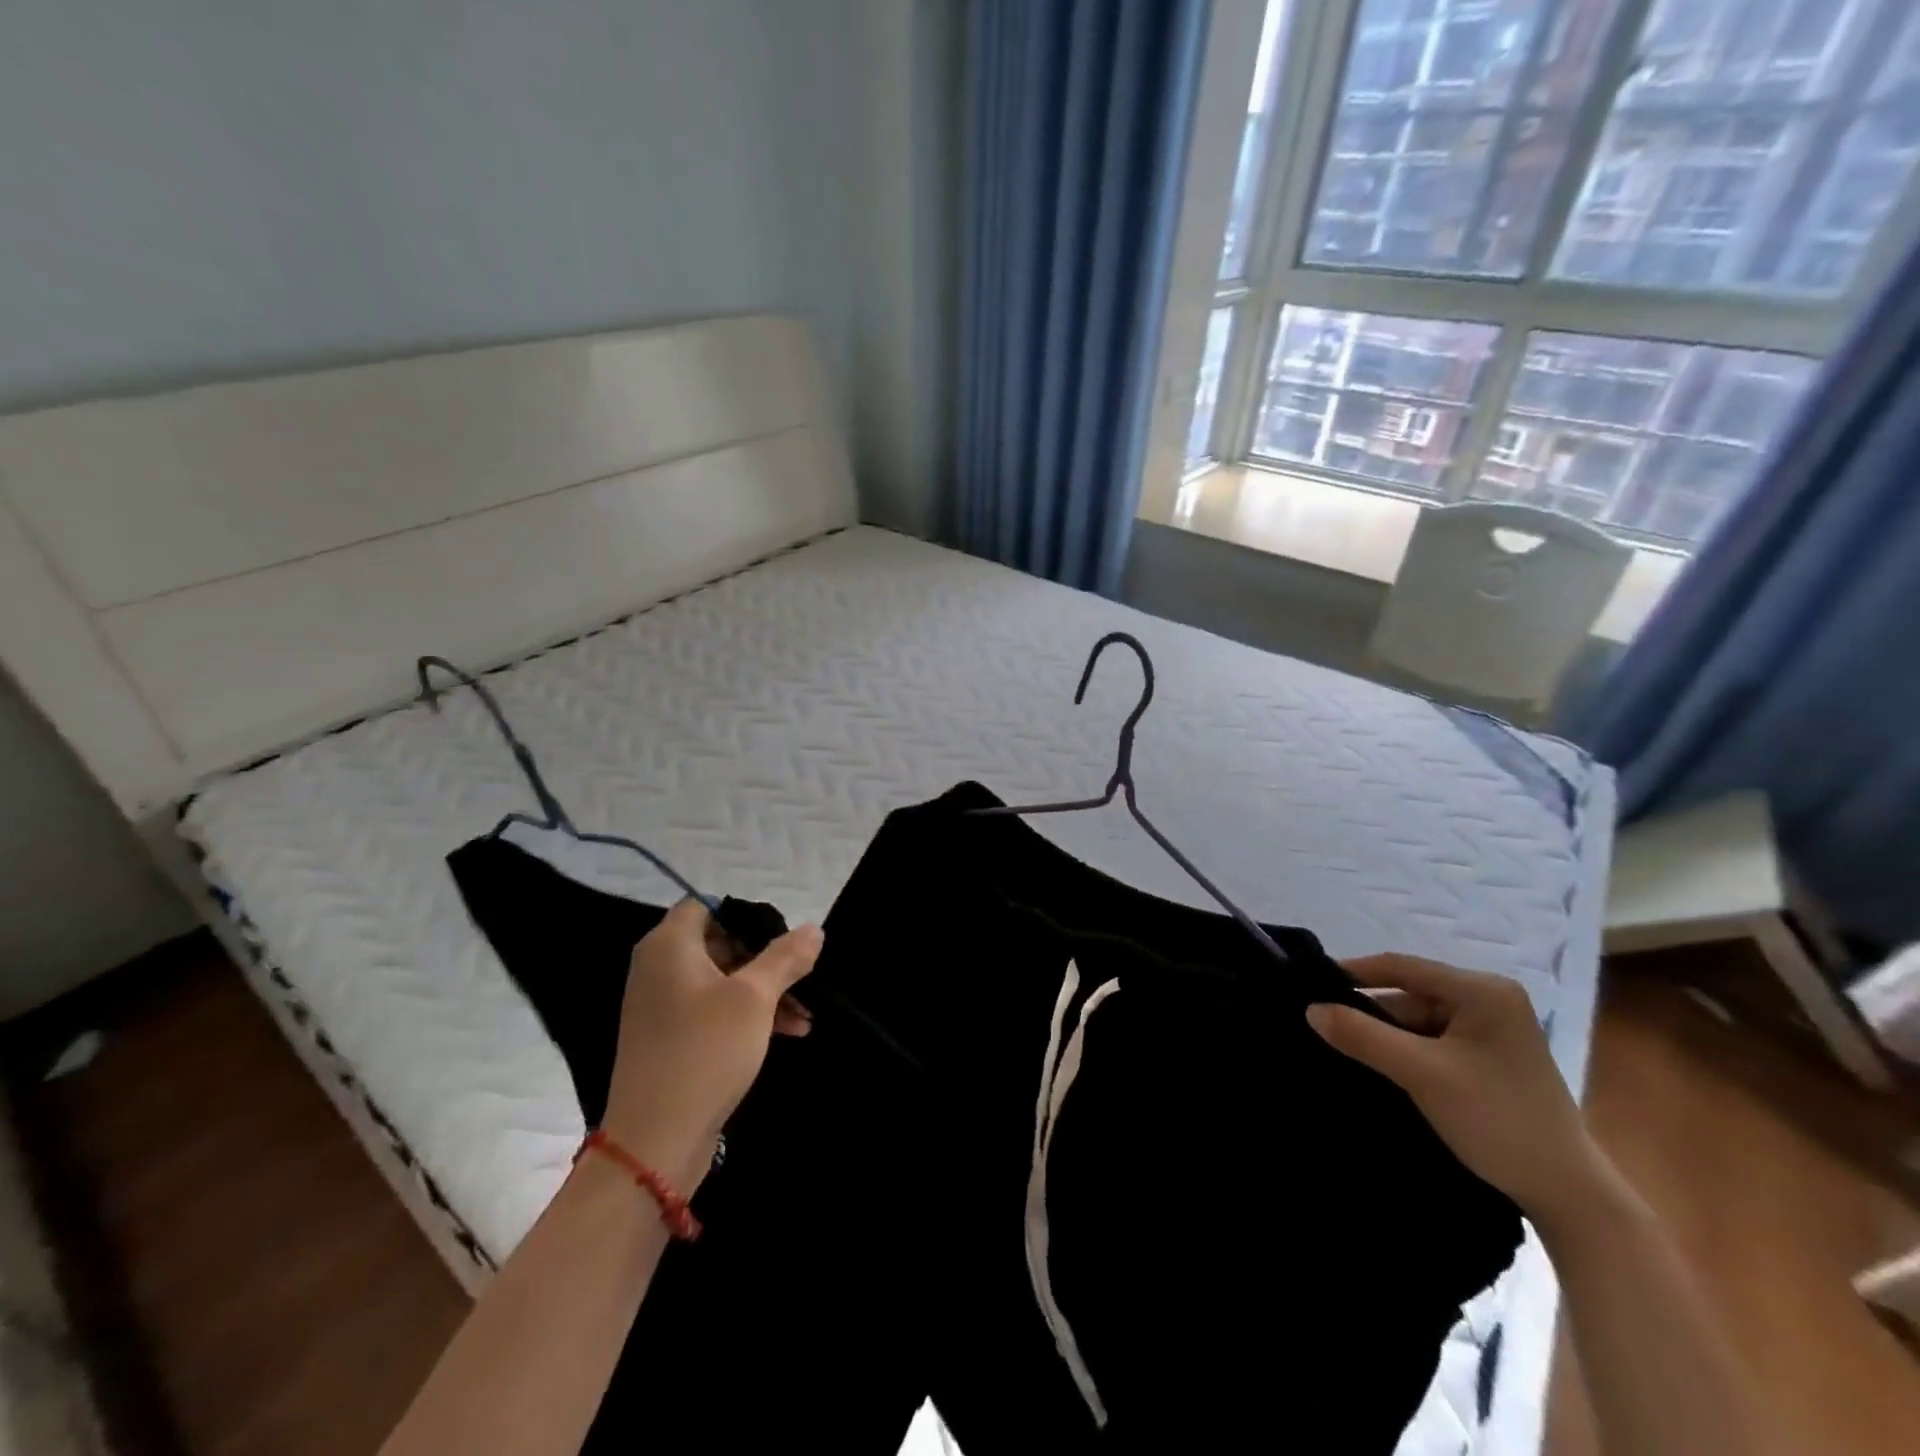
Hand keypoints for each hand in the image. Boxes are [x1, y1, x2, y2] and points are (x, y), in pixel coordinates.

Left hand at [601, 900, 822, 1191]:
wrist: (655, 1140)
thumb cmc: (705, 1051)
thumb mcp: (754, 998)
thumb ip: (785, 957)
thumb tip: (813, 929)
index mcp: (669, 946)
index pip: (707, 906)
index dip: (746, 916)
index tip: (782, 938)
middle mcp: (659, 969)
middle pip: (720, 943)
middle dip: (766, 959)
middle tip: (802, 976)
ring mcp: (662, 1007)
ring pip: (723, 981)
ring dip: (765, 991)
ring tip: (805, 1014)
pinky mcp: (671, 1040)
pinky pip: (714, 1011)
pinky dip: (748, 1015)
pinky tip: (789, 1032)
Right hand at [1306, 953, 1612, 1230]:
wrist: (1568, 1195)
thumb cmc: (1497, 1120)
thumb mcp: (1421, 1073)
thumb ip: (1362, 1036)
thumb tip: (1309, 1008)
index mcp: (1483, 990)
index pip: (1401, 966)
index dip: (1353, 973)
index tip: (1310, 986)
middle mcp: (1490, 999)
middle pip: (1409, 994)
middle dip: (1369, 1012)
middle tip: (1323, 1026)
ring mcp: (1492, 1029)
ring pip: (1418, 1019)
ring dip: (1386, 1035)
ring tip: (1343, 1048)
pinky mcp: (1489, 1056)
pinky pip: (1432, 1040)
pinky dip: (1405, 1051)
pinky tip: (1379, 1065)